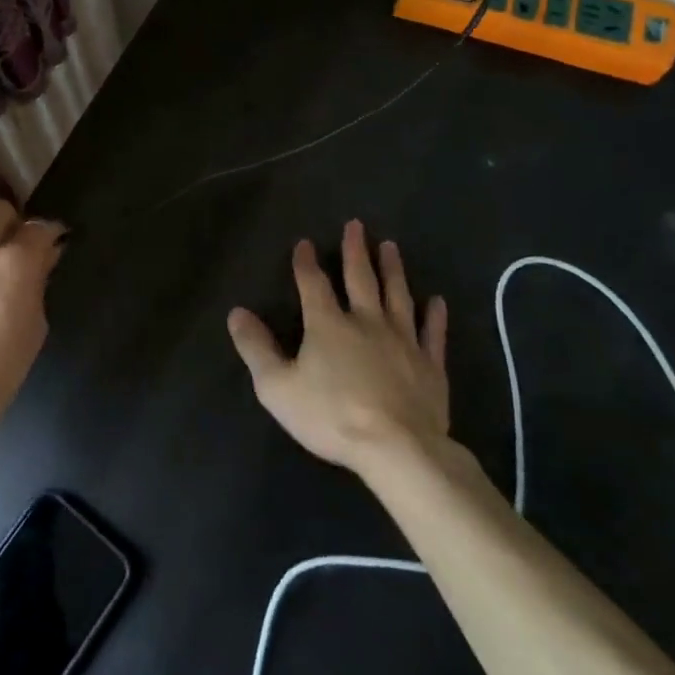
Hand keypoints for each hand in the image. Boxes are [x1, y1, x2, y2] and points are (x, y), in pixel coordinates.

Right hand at [227, 219, 451, 476]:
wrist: (397, 449)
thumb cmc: (331, 416)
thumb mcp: (277, 386)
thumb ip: (256, 348)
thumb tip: (236, 313)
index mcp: (328, 325)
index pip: (313, 284)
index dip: (306, 262)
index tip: (305, 242)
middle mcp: (366, 322)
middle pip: (360, 279)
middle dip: (356, 251)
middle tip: (357, 225)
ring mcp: (403, 341)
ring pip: (398, 296)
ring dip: (393, 270)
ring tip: (391, 246)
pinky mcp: (430, 366)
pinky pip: (433, 334)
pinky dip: (435, 316)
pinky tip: (437, 300)